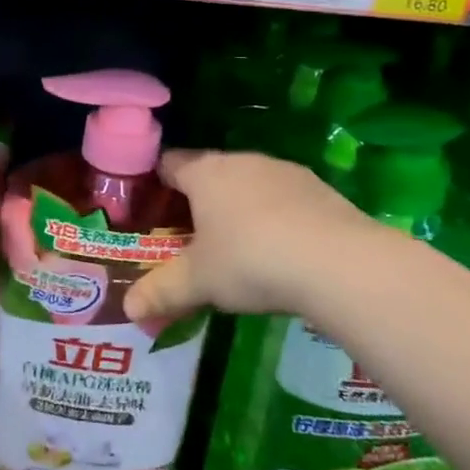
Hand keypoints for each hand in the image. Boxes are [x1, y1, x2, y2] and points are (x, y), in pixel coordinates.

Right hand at [124, 150, 397, 322]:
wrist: (340, 263)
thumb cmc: (251, 261)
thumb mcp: (199, 282)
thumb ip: (162, 291)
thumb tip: (128, 308)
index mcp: (205, 173)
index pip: (170, 163)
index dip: (157, 181)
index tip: (150, 204)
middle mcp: (242, 161)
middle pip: (210, 171)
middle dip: (199, 199)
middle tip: (191, 235)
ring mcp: (285, 172)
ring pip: (250, 183)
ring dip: (241, 206)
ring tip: (238, 245)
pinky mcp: (321, 189)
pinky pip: (286, 198)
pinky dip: (277, 217)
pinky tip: (282, 250)